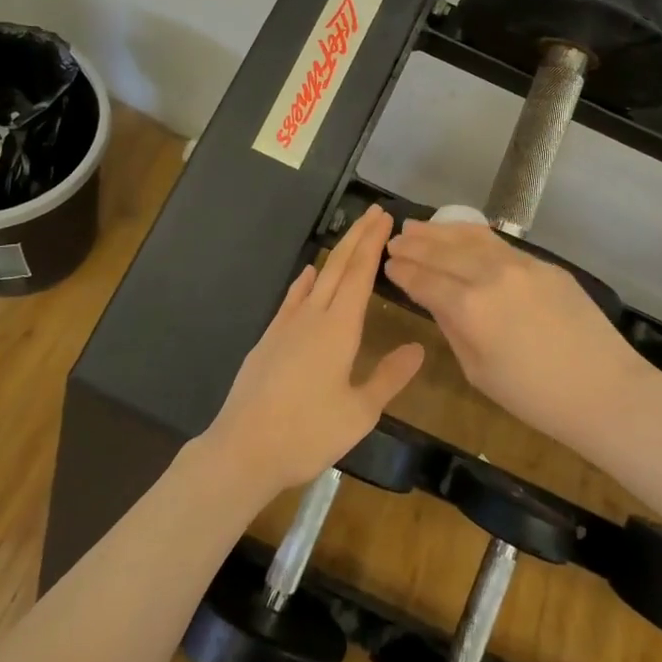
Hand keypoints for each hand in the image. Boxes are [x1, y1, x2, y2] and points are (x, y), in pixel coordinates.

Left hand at [201, 205, 424, 501]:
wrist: (243, 448)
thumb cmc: (307, 433)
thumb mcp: (359, 412)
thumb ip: (389, 377)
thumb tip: (418, 348)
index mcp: (339, 328)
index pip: (360, 274)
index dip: (373, 244)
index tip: (385, 218)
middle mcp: (313, 316)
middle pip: (339, 266)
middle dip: (358, 237)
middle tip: (375, 212)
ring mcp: (286, 325)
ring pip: (316, 278)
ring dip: (336, 254)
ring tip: (351, 236)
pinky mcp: (269, 339)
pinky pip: (293, 298)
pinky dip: (305, 281)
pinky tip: (309, 275)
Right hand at [383, 220, 640, 446]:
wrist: (603, 389)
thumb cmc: (535, 397)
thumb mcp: (479, 371)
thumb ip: (452, 328)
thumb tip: (434, 299)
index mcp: (468, 308)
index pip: (424, 280)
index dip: (402, 271)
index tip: (387, 264)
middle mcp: (489, 274)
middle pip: (442, 252)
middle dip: (414, 245)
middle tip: (393, 240)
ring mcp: (519, 263)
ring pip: (469, 237)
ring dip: (439, 231)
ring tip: (417, 227)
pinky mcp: (542, 263)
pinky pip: (497, 242)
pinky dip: (471, 234)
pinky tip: (459, 234)